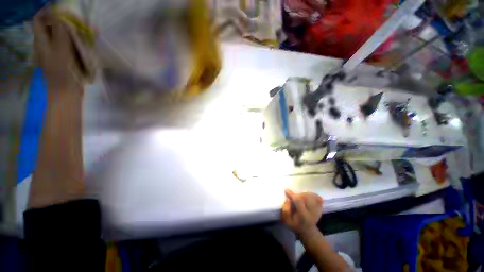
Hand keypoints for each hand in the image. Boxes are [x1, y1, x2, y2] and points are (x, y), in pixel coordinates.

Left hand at [34, 9, 83, 97]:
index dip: (49, 11)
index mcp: (41, 41)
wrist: (67, 92)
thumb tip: (62, 16)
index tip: (64, 10)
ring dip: (73, 31)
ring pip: (62, 34)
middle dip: (65, 21)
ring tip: (87, 32)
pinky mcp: (64, 57)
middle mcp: (46, 43)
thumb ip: (60, 32)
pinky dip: (76, 40)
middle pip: (52, 25)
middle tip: (80, 22)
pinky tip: (85, 42)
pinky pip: (69, 43)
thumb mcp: (61, 50)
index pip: (40, 19)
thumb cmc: (63, 72)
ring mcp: (55, 50)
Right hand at [282, 189, 322, 236]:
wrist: (308, 231)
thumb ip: (286, 210)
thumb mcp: (287, 220)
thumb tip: (288, 199)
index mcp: (303, 216)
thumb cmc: (295, 225)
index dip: (292, 194)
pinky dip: (312, 195)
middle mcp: (312, 212)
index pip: (298, 201)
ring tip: (300, 197)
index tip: (286, 190)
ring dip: (304, 194)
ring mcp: (317, 210)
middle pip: (305, 196)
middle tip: (293, 197)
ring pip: (311, 195)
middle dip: (298, 194)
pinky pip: (317, 197)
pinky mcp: (320, 208)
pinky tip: (307, 196)